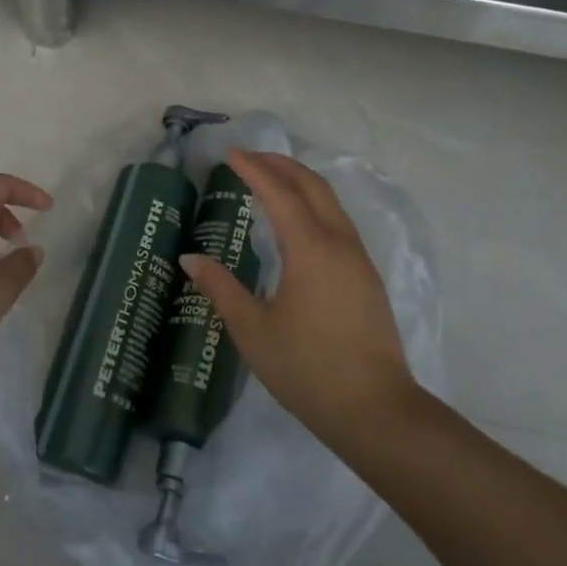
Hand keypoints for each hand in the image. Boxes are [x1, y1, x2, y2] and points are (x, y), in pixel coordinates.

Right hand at [181, 150, 417, 445]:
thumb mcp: (253, 330)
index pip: (279, 193)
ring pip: (330, 202)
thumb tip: (189, 258)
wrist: (376, 412)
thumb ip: (220, 288)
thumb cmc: (307, 369)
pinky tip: (298, 221)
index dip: (253, 169)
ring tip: (271, 180)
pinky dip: (314, 204)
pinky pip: (338, 222)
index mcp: (310, 249)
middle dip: (281, 164)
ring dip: (300, 182)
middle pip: (312, 185)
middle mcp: (339, 243)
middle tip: (249, 157)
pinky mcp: (367, 277)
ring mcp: (358, 259)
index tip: (230, 153)